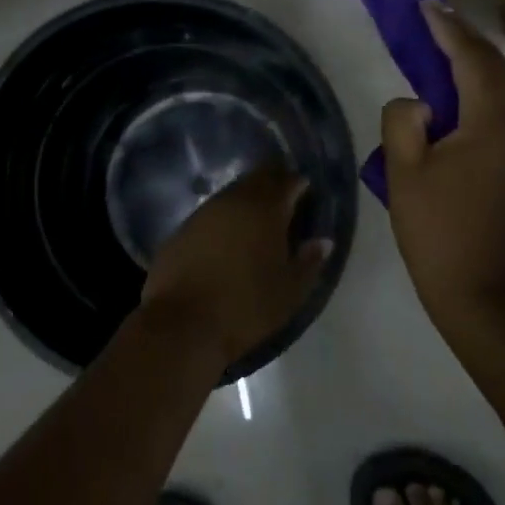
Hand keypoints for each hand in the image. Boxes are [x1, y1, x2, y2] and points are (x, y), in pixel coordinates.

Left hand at [139, 165, 333, 367]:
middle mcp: (233, 201)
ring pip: (232, 194)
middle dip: (273, 183)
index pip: (287, 181)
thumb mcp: (290, 292)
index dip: (299, 183)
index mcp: (266, 210)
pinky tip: (227, 236)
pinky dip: (224, 218)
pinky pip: (210, 213)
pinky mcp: (181, 229)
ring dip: (247, 199)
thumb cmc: (246, 308)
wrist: (182, 325)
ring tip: (258, 216)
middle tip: (285, 197)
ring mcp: (203, 212)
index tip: (307, 191)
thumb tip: (323, 241)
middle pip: (257, 180)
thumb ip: (309, 262)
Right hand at [382, 2, 504, 316]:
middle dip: (471, 46)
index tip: (426, 5)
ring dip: (487, 69)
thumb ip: (403, 121)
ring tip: (447, 73)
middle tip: (434, 42)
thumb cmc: (437, 230)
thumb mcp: (403, 172)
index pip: (472, 59)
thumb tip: (419, 102)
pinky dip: (495, 91)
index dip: (448, 29)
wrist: (480, 289)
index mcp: (492, 122)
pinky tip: (463, 106)